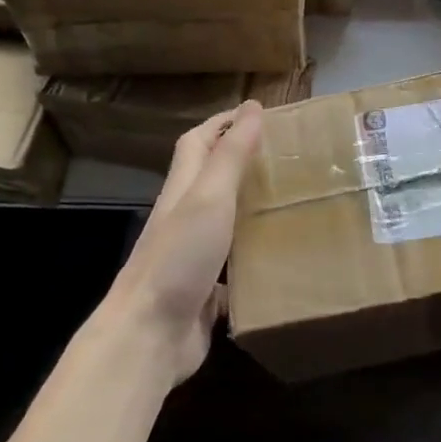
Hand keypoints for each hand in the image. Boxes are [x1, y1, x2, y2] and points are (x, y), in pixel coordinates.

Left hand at [101, 100, 263, 389]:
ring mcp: (193, 256)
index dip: (224, 122)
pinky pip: (234, 266)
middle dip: (241, 161)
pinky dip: (254, 256)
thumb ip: (231, 155)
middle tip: (285, 156)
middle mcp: (185, 218)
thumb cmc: (179, 258)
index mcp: (183, 190)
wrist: (150, 334)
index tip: (259, 112)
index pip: (199, 141)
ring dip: (251, 208)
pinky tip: (281, 259)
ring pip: (224, 221)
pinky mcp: (205, 291)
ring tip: (290, 201)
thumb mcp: (209, 198)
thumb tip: (252, 107)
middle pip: (210, 179)